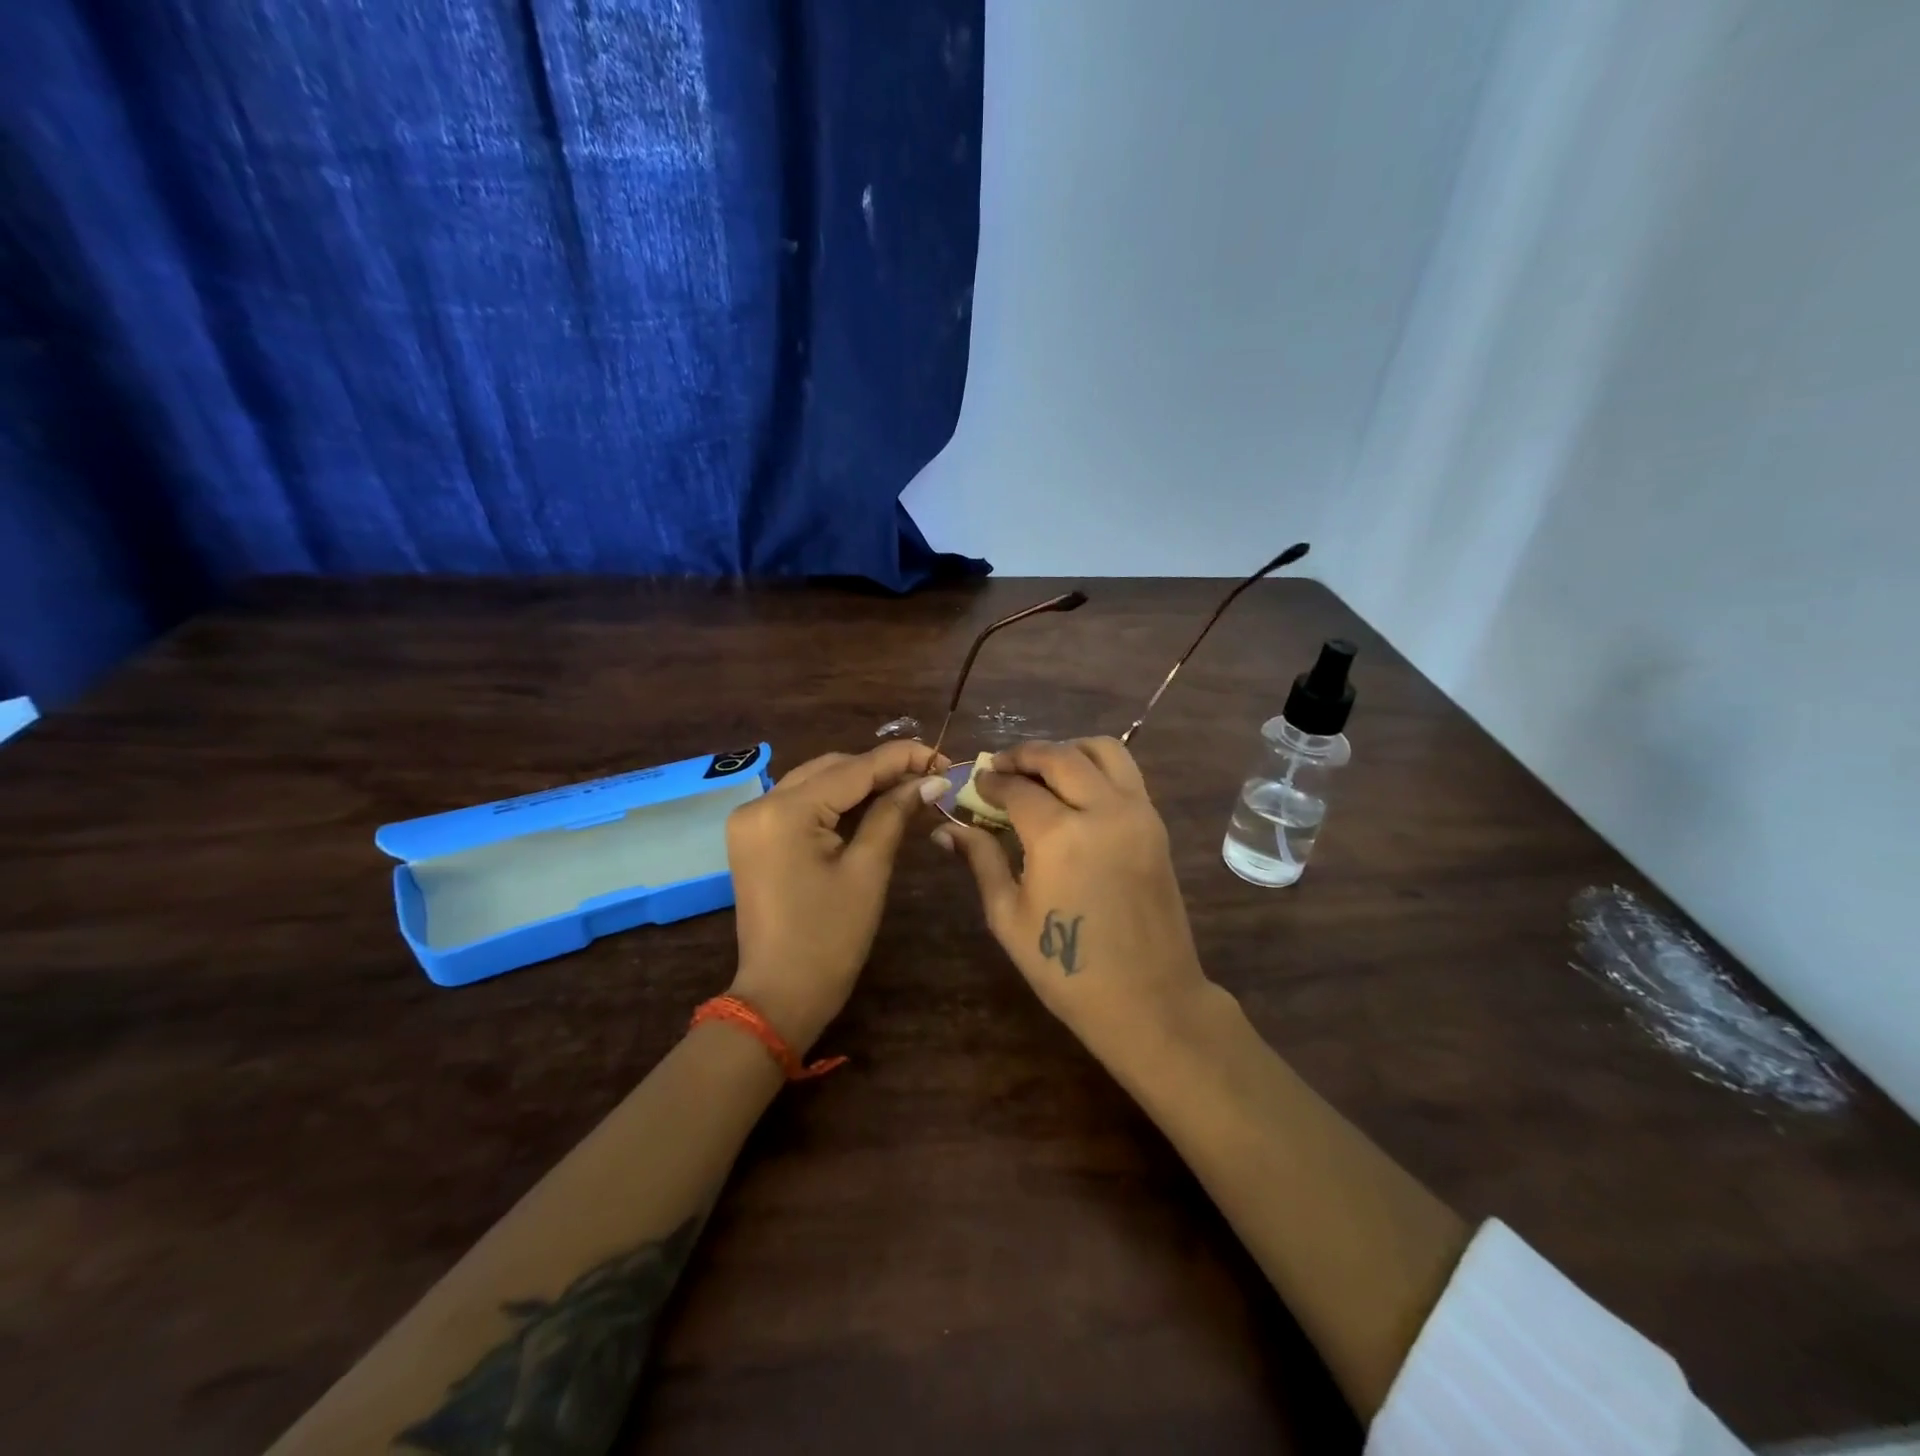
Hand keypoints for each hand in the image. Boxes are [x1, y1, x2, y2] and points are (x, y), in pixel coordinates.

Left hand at [726, 740, 950, 1051]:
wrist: (779, 997)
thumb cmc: (829, 940)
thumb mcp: (867, 872)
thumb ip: (894, 815)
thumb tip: (931, 781)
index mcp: (785, 812)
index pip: (853, 769)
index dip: (901, 759)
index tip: (942, 757)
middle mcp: (760, 804)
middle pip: (831, 768)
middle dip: (881, 769)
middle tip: (929, 778)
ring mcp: (751, 820)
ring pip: (815, 782)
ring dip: (860, 782)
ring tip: (908, 788)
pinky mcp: (753, 837)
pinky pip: (800, 804)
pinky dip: (836, 801)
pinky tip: (871, 804)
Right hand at [933, 738, 1216, 1058]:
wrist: (1148, 999)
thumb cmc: (1067, 968)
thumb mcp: (1008, 916)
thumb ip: (981, 860)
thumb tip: (945, 829)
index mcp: (1059, 835)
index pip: (1017, 787)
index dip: (990, 781)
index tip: (975, 783)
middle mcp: (1102, 810)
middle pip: (1060, 757)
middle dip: (1024, 754)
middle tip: (1001, 766)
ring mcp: (1137, 813)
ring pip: (1103, 750)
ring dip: (1067, 750)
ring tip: (1042, 770)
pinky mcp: (1156, 824)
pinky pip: (1126, 774)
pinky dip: (1097, 767)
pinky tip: (1076, 791)